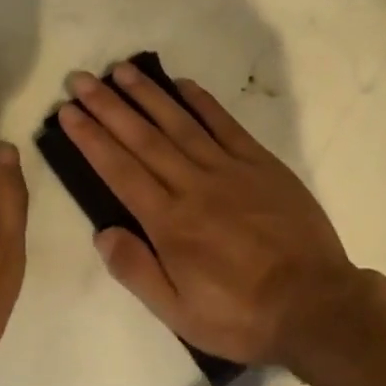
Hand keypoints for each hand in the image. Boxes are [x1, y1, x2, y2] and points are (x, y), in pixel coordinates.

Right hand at [59, 62, 358, 367]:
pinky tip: (182, 84)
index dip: (91, 138)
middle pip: (142, 138)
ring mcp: (229, 169)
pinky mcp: (260, 163)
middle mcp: (193, 185)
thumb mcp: (179, 313)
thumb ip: (137, 271)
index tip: (68, 112)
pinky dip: (202, 102)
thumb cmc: (242, 315)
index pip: (120, 170)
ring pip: (179, 123)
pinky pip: (225, 124)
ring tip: (122, 70)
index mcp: (170, 222)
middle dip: (108, 106)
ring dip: (148, 95)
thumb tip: (102, 232)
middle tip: (82, 78)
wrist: (316, 305)